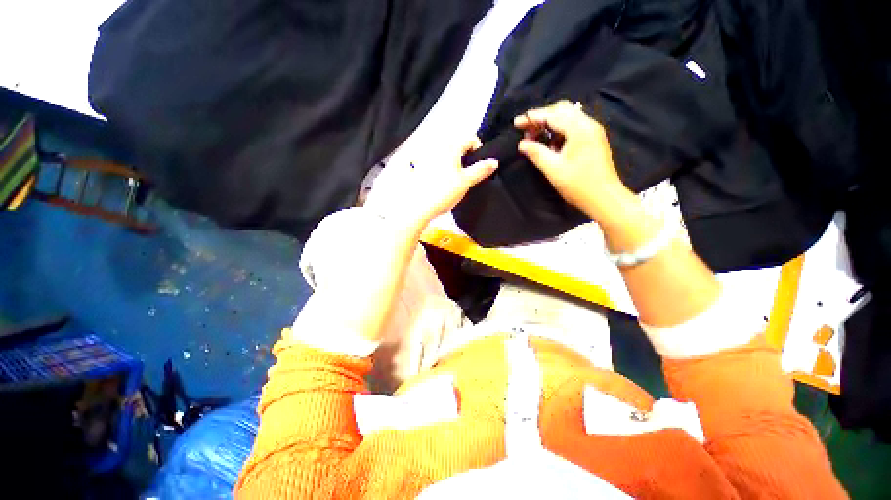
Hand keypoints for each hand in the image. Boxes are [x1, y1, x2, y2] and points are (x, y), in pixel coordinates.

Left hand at [369, 138, 497, 228]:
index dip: (478, 150)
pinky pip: (433, 162)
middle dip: (465, 157)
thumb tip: (494, 162)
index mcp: (451, 146)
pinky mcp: (418, 166)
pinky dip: (440, 168)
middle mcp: (437, 146)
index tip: (479, 166)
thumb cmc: (443, 192)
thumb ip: (481, 170)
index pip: (470, 139)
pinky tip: (439, 182)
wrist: (419, 206)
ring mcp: (426, 156)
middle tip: (467, 175)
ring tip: (453, 180)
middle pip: (457, 145)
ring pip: (445, 154)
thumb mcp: (466, 181)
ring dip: (452, 162)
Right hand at [515, 100, 635, 224]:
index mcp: (579, 129)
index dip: (532, 117)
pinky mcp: (593, 139)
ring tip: (535, 137)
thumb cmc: (578, 185)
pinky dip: (559, 130)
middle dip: (542, 117)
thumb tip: (522, 144)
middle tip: (526, 130)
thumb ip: (537, 153)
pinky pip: (574, 126)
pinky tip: (550, 143)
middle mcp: (588, 124)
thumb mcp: (553, 170)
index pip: (552, 115)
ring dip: (550, 123)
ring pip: (568, 117)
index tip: (516, 123)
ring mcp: (592, 131)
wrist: (604, 198)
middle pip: (562, 110)